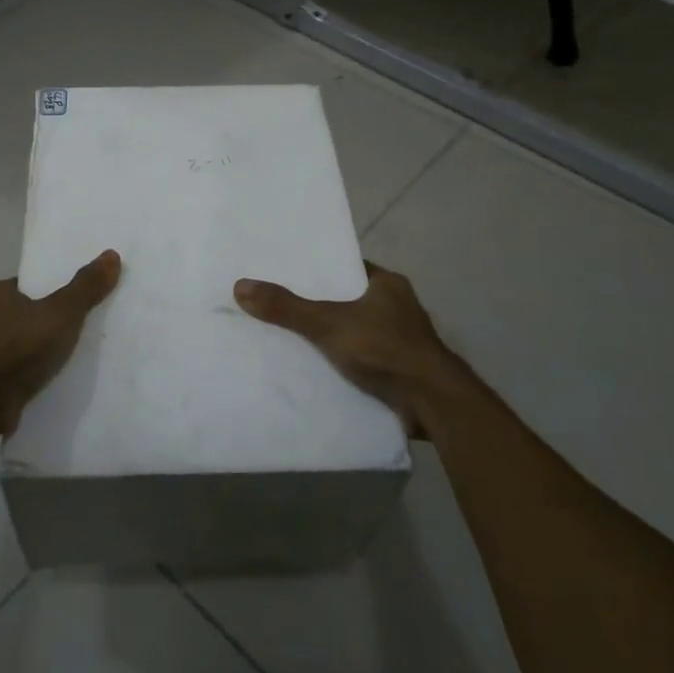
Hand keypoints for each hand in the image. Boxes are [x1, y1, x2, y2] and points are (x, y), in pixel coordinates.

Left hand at [0, 250, 122, 438]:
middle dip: (45, 323)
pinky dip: (29, 378)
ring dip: (36, 354)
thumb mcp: (61, 312)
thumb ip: (86, 287)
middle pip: (23, 315)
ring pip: (17, 348)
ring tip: (70, 360)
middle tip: (79, 329)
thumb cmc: (16, 346)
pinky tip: (51, 385)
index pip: (28, 284)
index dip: (51, 289)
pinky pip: (14, 376)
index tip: (76, 298)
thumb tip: (112, 254)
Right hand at [234, 262, 469, 437]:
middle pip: (348, 300)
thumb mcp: (328, 323)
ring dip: (332, 337)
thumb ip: (287, 308)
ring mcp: (402, 341)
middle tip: (280, 304)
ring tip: (290, 337)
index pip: (346, 268)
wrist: (432, 405)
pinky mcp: (400, 371)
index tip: (288, 273)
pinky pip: (363, 359)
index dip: (319, 270)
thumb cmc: (386, 349)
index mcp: (388, 285)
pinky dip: (343, 363)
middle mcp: (398, 308)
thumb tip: (240, 286)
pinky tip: (316, 369)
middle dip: (320, 305)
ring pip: (356, 331)